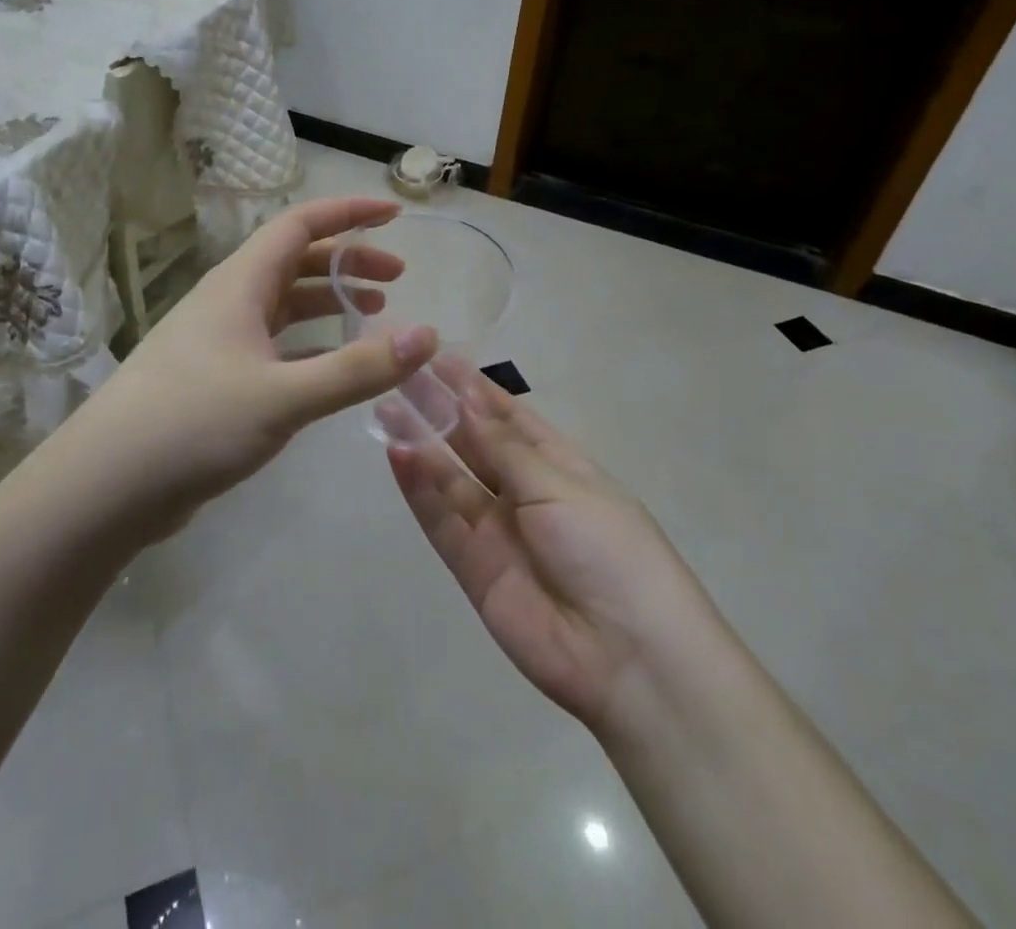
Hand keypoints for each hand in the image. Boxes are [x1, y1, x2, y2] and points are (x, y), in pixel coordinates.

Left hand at [74, 196, 438, 528]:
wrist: (107, 484)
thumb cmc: (193, 423)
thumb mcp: (284, 396)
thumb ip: (357, 368)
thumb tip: (426, 335)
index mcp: (240, 284)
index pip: (300, 225)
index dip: (348, 214)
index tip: (395, 215)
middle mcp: (228, 301)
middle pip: (295, 261)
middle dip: (347, 261)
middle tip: (397, 278)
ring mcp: (219, 340)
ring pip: (283, 304)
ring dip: (328, 301)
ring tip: (374, 312)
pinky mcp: (215, 378)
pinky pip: (273, 344)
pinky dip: (309, 345)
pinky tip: (333, 367)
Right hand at [386, 358, 704, 734]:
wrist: (629, 658)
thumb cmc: (609, 550)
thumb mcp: (560, 486)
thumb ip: (505, 446)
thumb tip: (466, 396)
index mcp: (560, 467)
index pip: (510, 417)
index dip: (475, 389)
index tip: (438, 358)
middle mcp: (525, 494)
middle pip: (475, 444)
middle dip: (441, 410)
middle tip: (401, 375)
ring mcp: (497, 531)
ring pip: (451, 478)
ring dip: (421, 444)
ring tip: (386, 407)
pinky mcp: (473, 568)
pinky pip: (441, 520)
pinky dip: (419, 489)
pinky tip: (397, 454)